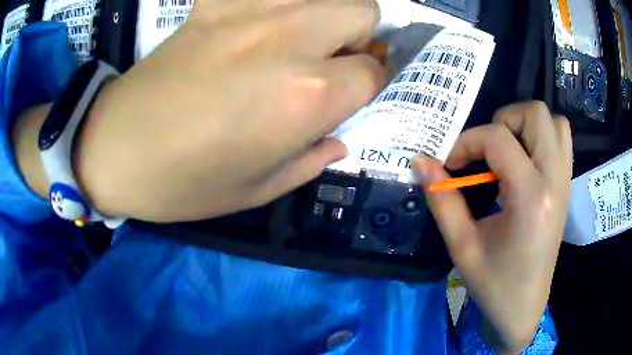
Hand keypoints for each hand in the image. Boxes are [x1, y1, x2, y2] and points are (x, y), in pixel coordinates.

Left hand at [73, 0, 383, 221]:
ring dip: (327, 13)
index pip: (374, 72)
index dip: (372, 85)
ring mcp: (249, 9)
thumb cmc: (184, 182)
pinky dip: (278, 1)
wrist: (115, 149)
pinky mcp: (214, 1)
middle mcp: (289, 37)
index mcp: (304, 94)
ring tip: (301, 39)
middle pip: (362, 10)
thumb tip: (340, 138)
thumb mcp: (259, 189)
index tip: (354, 95)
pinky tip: (259, 23)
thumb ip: (313, 158)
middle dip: (359, 37)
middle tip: (332, 61)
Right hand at [413, 102, 571, 351]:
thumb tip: (421, 162)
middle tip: (486, 152)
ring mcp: (565, 180)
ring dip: (525, 125)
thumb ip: (442, 199)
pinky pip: (562, 138)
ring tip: (508, 151)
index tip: (450, 165)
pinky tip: (526, 159)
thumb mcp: (462, 246)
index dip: (467, 142)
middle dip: (502, 122)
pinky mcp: (566, 185)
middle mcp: (554, 180)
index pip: (498, 139)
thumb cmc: (494, 283)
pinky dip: (543, 135)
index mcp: (530, 198)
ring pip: (553, 121)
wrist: (524, 305)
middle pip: (535, 114)